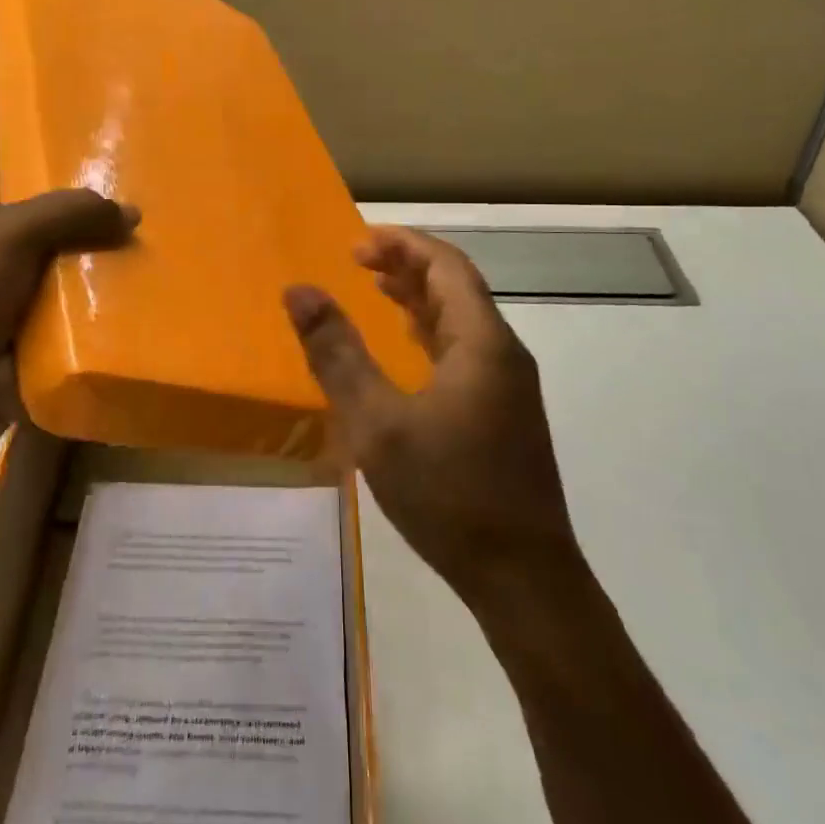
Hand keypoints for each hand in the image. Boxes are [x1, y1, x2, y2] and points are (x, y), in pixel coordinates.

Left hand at [0, 174, 137, 423]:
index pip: (30, 175)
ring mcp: (31, 293)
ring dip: (116, 263)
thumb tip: (133, 212)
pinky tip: (153, 292)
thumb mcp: (9, 235)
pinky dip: (115, 303)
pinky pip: (91, 308)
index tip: (120, 156)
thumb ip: (68, 212)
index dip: (68, 163)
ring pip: (84, 266)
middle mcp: (9, 250)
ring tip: (166, 248)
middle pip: (67, 222)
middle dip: (105, 217)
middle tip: (157, 206)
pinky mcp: (52, 331)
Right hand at [283, 227, 581, 608]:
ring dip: (420, 297)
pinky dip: (431, 333)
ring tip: (376, 290)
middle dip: (408, 265)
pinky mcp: (504, 414)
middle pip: (456, 287)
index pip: (446, 265)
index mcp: (482, 341)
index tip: (358, 243)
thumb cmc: (450, 494)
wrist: (524, 580)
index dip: (403, 244)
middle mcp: (502, 352)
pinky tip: (408, 349)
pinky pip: (466, 351)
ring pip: (462, 320)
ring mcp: (508, 385)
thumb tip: (299, 291)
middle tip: (358, 261)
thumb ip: (337, 354)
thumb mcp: (378, 423)